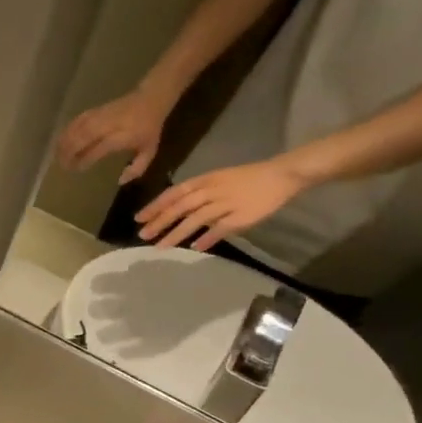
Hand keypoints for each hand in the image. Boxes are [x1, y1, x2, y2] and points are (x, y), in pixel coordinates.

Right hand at [54, 78, 178, 181]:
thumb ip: (137, 168)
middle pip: (83, 137)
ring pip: (78, 127)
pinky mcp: (96, 110)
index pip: (99, 148)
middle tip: (62, 165)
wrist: (151, 98)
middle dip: (70, 151)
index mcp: (123, 136)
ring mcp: (101, 115)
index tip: (77, 169)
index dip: (86, 159)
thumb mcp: (150, 150)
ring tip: (57, 155)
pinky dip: (67, 129)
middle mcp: (109, 125)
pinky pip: (77, 120)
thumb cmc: (149, 128)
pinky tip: (61, 139)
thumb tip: (120, 181)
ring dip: (65, 141)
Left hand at [134, 157, 307, 250]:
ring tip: (162, 246)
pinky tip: (195, 248)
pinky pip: (222, 228)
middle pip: (181, 206)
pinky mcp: (243, 215)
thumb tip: (177, 211)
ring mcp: (227, 202)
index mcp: (206, 180)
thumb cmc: (247, 178)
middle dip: (161, 221)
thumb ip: (199, 195)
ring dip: (177, 232)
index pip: (175, 192)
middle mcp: (213, 190)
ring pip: (196, 218)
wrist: (282, 174)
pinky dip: (208, 238)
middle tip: (143, 235)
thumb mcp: (218, 179)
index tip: (139, 218)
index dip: (156, 205)